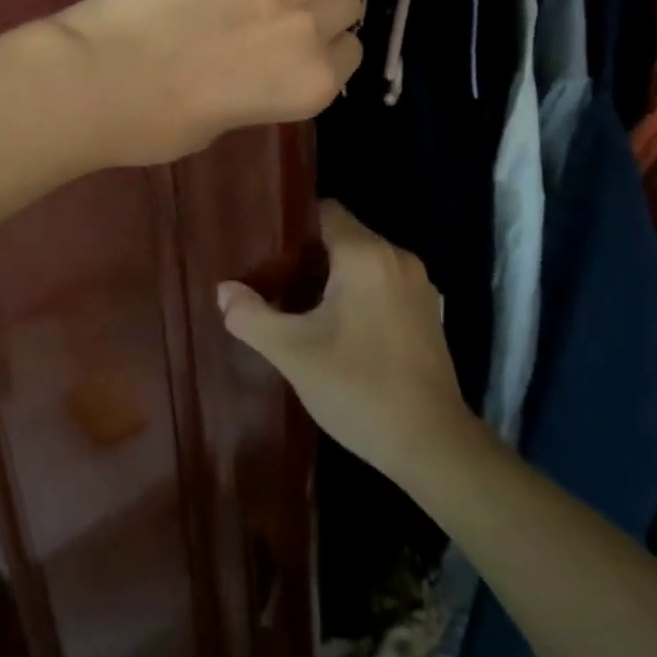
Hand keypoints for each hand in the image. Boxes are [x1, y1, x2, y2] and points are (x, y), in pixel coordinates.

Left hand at [55, 0, 361, 166]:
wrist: (100, 77)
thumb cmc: (153, 121)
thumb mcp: (222, 124)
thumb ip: (261, 92)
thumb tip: (261, 69)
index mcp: (310, 87)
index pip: (348, 52)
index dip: (322, 46)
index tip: (295, 42)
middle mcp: (311, 33)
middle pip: (347, 4)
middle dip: (321, 6)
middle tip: (282, 4)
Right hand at [217, 201, 475, 484]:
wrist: (433, 445)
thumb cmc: (359, 387)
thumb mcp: (293, 353)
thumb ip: (252, 316)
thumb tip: (224, 291)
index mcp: (365, 254)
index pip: (324, 211)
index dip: (292, 225)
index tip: (266, 248)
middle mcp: (396, 257)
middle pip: (345, 235)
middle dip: (309, 254)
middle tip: (275, 281)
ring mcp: (418, 285)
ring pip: (365, 262)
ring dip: (336, 276)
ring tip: (302, 305)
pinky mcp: (429, 313)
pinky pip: (385, 284)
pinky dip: (361, 294)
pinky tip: (341, 329)